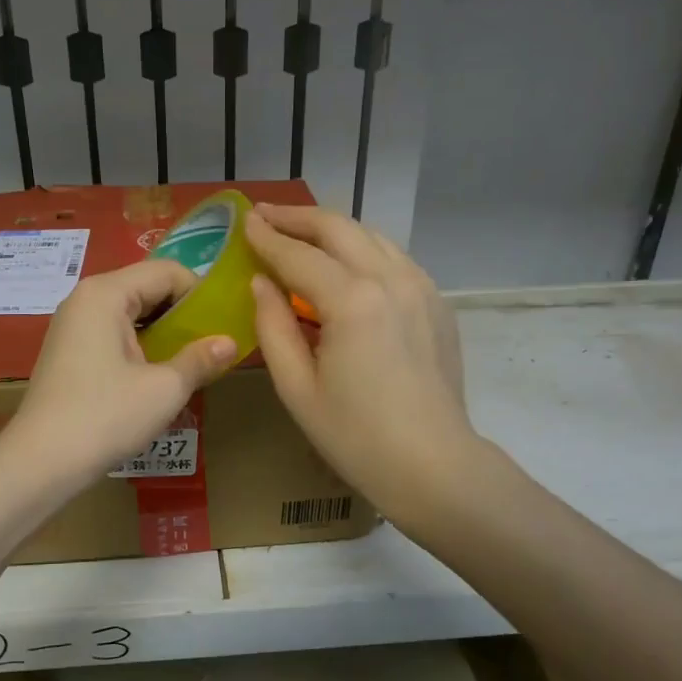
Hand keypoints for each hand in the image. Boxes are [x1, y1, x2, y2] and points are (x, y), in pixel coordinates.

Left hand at [2, 260, 237, 483]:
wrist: (41, 462)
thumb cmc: (105, 416)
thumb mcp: (164, 388)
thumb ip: (200, 359)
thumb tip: (231, 343)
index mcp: (106, 293)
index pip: (166, 271)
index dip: (200, 294)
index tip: (223, 325)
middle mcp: (85, 298)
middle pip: (146, 287)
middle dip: (182, 313)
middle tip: (212, 344)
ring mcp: (72, 325)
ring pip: (131, 312)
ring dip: (162, 332)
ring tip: (189, 361)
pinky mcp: (69, 351)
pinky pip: (113, 333)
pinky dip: (140, 345)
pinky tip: (156, 374)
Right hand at [245, 204, 479, 522]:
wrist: (433, 464)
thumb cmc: (355, 436)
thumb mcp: (297, 388)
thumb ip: (273, 327)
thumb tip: (261, 284)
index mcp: (352, 301)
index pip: (299, 255)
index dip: (268, 238)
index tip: (245, 222)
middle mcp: (390, 279)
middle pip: (339, 229)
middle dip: (299, 217)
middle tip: (266, 216)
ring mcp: (421, 287)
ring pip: (371, 236)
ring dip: (332, 228)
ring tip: (301, 232)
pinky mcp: (436, 302)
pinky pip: (394, 258)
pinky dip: (363, 249)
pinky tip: (346, 264)